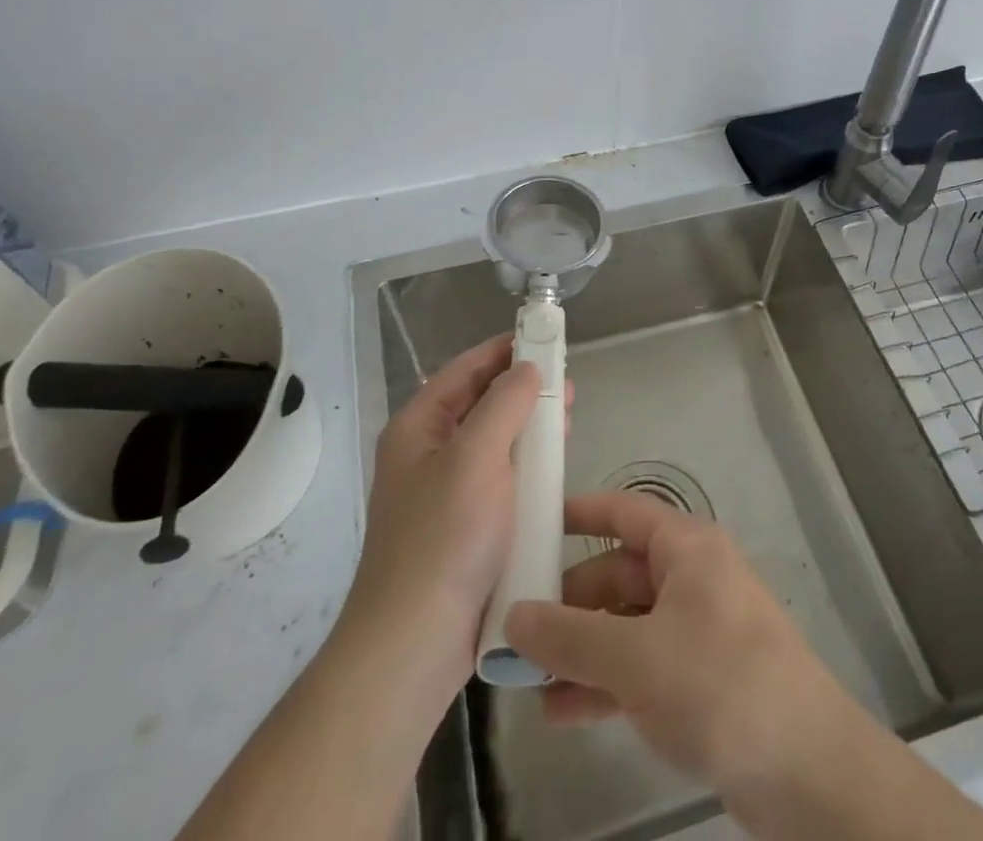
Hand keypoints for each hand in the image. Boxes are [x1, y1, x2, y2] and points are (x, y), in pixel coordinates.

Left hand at [343, 332, 540, 698]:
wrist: (415, 645)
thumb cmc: (444, 538)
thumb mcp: (476, 457)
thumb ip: (504, 404)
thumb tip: (527, 368)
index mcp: (417, 428)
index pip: (463, 371)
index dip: (501, 350)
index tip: (542, 337)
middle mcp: (427, 454)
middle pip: (480, 405)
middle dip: (523, 391)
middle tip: (567, 385)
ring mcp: (445, 493)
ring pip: (494, 444)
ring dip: (529, 430)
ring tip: (568, 421)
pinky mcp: (465, 528)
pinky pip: (500, 481)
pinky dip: (527, 469)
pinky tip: (553, 471)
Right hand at [504, 490, 854, 797]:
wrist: (811, 773)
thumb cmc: (721, 684)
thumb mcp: (636, 659)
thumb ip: (570, 637)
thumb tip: (513, 616)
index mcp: (685, 547)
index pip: (622, 511)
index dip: (577, 513)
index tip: (530, 525)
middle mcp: (691, 578)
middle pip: (617, 574)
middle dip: (568, 604)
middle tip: (516, 632)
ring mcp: (697, 630)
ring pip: (625, 626)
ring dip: (580, 650)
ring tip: (527, 680)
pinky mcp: (701, 680)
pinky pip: (641, 667)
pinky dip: (604, 683)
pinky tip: (562, 711)